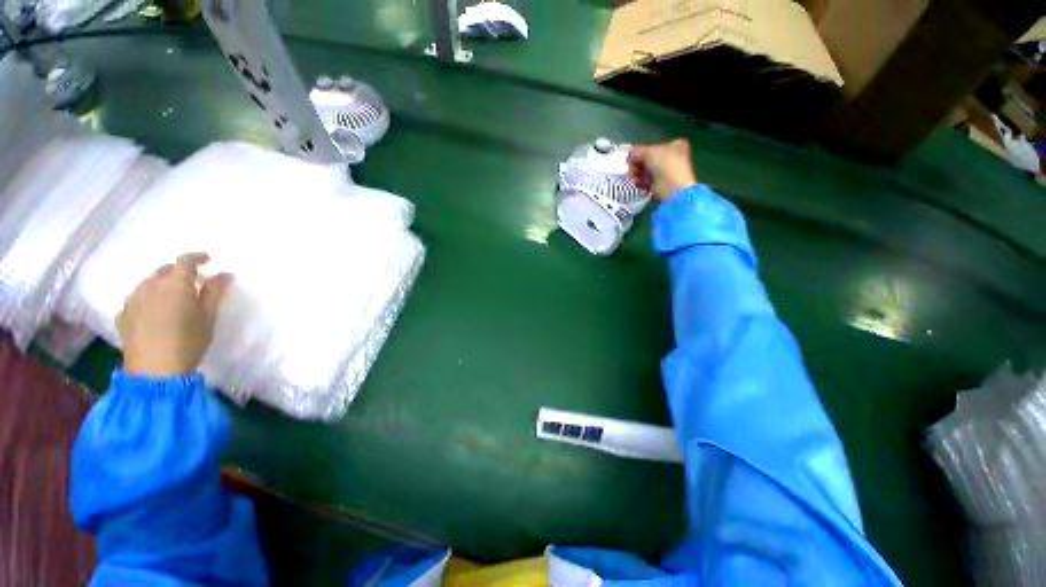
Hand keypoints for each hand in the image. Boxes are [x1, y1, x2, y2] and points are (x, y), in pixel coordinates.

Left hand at [118, 253, 231, 377]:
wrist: (154, 371)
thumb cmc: (188, 341)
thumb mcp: (208, 317)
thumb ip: (215, 292)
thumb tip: (223, 274)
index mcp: (174, 284)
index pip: (185, 261)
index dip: (197, 257)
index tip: (208, 260)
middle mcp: (150, 286)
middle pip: (164, 270)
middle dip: (179, 272)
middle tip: (193, 282)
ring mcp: (133, 301)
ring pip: (148, 284)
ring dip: (162, 285)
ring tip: (173, 297)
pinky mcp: (123, 316)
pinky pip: (137, 299)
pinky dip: (148, 299)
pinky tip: (155, 312)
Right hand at [628, 139, 698, 201]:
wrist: (672, 187)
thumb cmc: (665, 164)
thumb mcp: (648, 151)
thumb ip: (637, 151)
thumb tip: (630, 153)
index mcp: (675, 145)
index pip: (653, 147)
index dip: (641, 152)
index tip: (631, 158)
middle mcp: (673, 158)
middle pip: (648, 160)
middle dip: (637, 165)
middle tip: (631, 169)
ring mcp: (668, 172)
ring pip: (647, 172)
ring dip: (637, 175)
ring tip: (634, 178)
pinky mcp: (661, 185)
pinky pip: (647, 182)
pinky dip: (641, 183)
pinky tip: (639, 184)